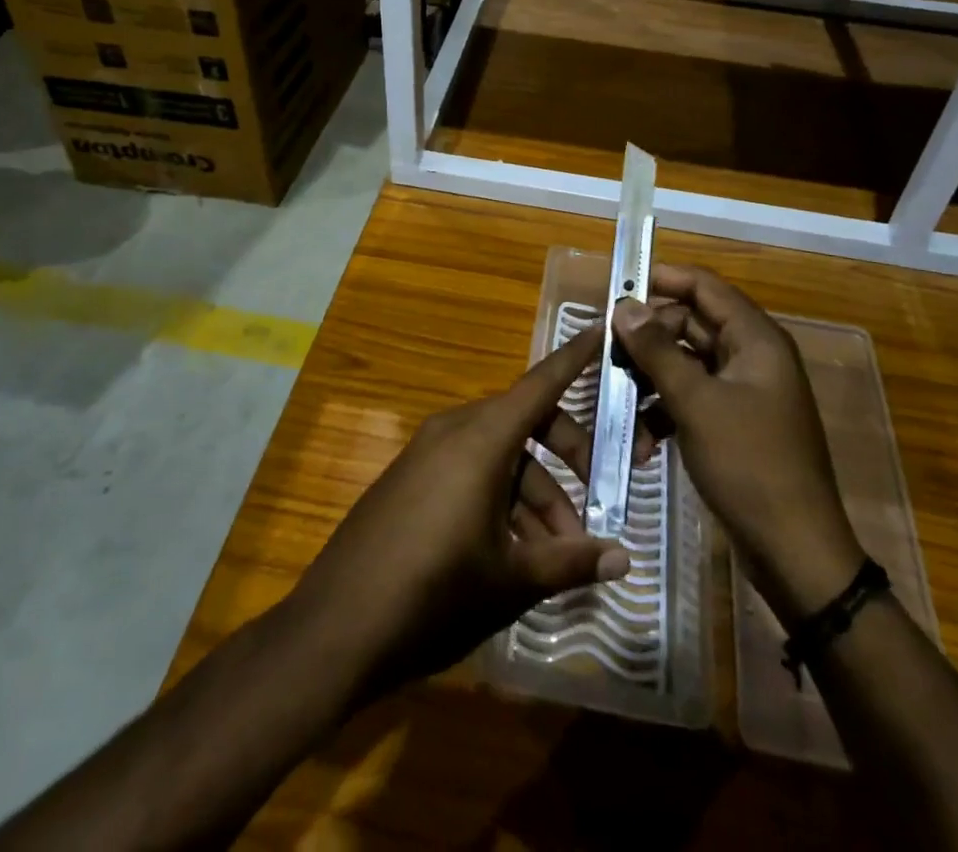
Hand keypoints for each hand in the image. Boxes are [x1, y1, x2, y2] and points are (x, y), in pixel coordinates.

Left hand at [288, 326, 629, 703]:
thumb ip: (570, 562)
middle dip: (568, 457)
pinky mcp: (409, 480)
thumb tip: (624, 559)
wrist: (333, 631)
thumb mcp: (511, 580)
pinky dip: (500, 498)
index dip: (575, 357)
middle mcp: (454, 431)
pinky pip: (468, 471)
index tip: (602, 326)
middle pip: (525, 423)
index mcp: (482, 438)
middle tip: (598, 501)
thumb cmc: (433, 594)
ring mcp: (426, 454)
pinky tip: (514, 553)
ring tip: (558, 553)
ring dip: (534, 493)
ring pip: (498, 455)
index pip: (541, 383)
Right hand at [614, 263, 864, 626]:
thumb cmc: (749, 465)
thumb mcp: (696, 403)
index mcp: (755, 339)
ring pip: (686, 364)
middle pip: (691, 324)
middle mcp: (751, 356)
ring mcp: (743, 391)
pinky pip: (692, 398)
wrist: (795, 552)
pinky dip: (665, 412)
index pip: (705, 287)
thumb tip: (624, 306)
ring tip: (618, 404)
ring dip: (652, 381)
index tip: (617, 287)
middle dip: (648, 339)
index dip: (663, 279)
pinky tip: (642, 442)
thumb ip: (657, 350)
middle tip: (607, 355)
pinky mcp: (734, 423)